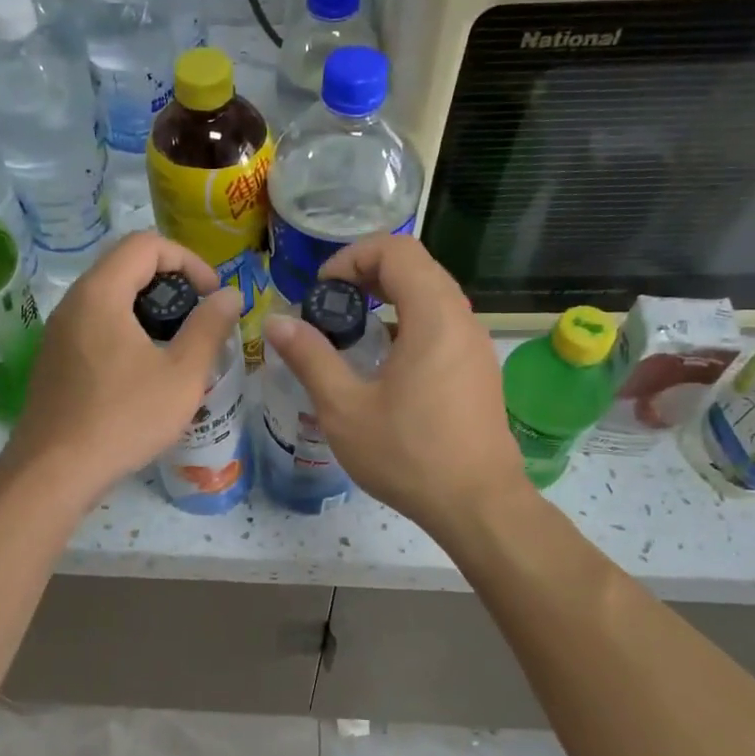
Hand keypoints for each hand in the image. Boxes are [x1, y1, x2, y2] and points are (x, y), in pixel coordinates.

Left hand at [4, 231, 241, 506]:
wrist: (54, 471)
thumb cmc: (124, 418)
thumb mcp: (181, 375)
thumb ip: (209, 328)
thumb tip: (229, 296)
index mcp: (100, 294)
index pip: (145, 244)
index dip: (188, 260)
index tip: (211, 296)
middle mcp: (72, 303)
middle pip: (124, 266)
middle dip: (170, 282)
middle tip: (199, 318)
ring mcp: (57, 333)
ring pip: (109, 298)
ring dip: (148, 308)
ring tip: (177, 345)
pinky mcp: (53, 360)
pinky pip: (94, 326)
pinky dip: (126, 329)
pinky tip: (144, 371)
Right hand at [263, 234, 528, 537]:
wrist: (477, 505)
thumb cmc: (408, 455)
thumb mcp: (344, 408)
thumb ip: (310, 358)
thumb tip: (276, 323)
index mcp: (433, 317)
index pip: (397, 250)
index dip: (353, 256)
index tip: (323, 290)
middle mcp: (462, 320)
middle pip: (417, 267)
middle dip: (368, 274)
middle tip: (332, 305)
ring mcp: (475, 346)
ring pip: (432, 296)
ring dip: (390, 299)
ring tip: (353, 333)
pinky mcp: (478, 370)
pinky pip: (443, 324)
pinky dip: (410, 323)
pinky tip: (385, 365)